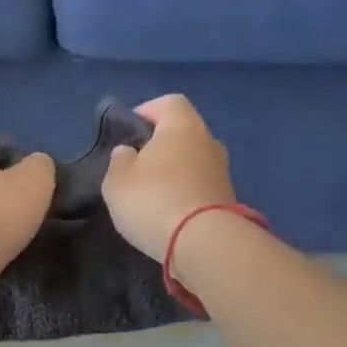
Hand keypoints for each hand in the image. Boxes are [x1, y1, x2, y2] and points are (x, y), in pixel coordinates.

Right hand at [101, 95, 235, 262]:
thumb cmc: (154, 201)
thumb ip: (119, 160)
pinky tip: (169, 212)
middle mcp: (208, 141)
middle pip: (183, 132)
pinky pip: (201, 185)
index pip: (169, 102)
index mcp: (182, 126)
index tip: (130, 132)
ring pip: (193, 160)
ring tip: (152, 193)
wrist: (204, 244)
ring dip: (175, 171)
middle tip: (137, 165)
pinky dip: (186, 192)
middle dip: (161, 144)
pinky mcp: (229, 198)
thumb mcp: (117, 181)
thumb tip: (129, 152)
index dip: (148, 111)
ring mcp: (223, 171)